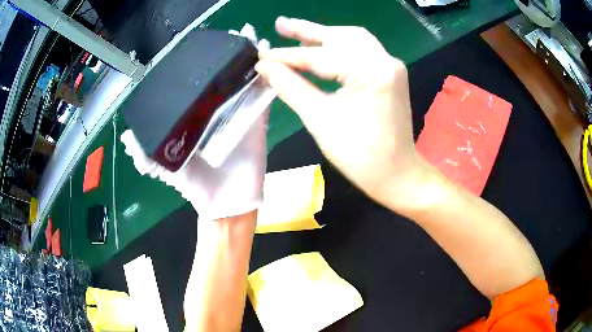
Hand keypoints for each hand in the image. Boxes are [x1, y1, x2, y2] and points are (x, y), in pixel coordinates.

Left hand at [121, 25, 272, 219]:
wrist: (225, 204)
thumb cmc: (195, 185)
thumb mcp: (164, 167)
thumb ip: (144, 153)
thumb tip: (126, 136)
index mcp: (197, 115)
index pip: (200, 84)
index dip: (204, 63)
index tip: (205, 42)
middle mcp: (219, 109)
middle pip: (227, 77)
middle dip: (232, 53)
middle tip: (237, 31)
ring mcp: (241, 113)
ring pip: (248, 82)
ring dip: (252, 60)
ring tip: (252, 37)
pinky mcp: (259, 122)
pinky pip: (265, 96)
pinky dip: (270, 78)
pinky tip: (272, 58)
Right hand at [256, 17, 423, 208]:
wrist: (395, 173)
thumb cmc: (359, 155)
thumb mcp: (319, 119)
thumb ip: (290, 87)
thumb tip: (265, 67)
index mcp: (371, 72)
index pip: (321, 56)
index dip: (287, 56)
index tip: (261, 55)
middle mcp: (385, 61)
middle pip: (340, 37)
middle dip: (307, 31)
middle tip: (280, 25)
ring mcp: (391, 65)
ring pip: (352, 40)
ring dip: (324, 36)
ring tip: (296, 33)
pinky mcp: (390, 73)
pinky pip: (362, 51)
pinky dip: (339, 48)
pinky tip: (321, 48)